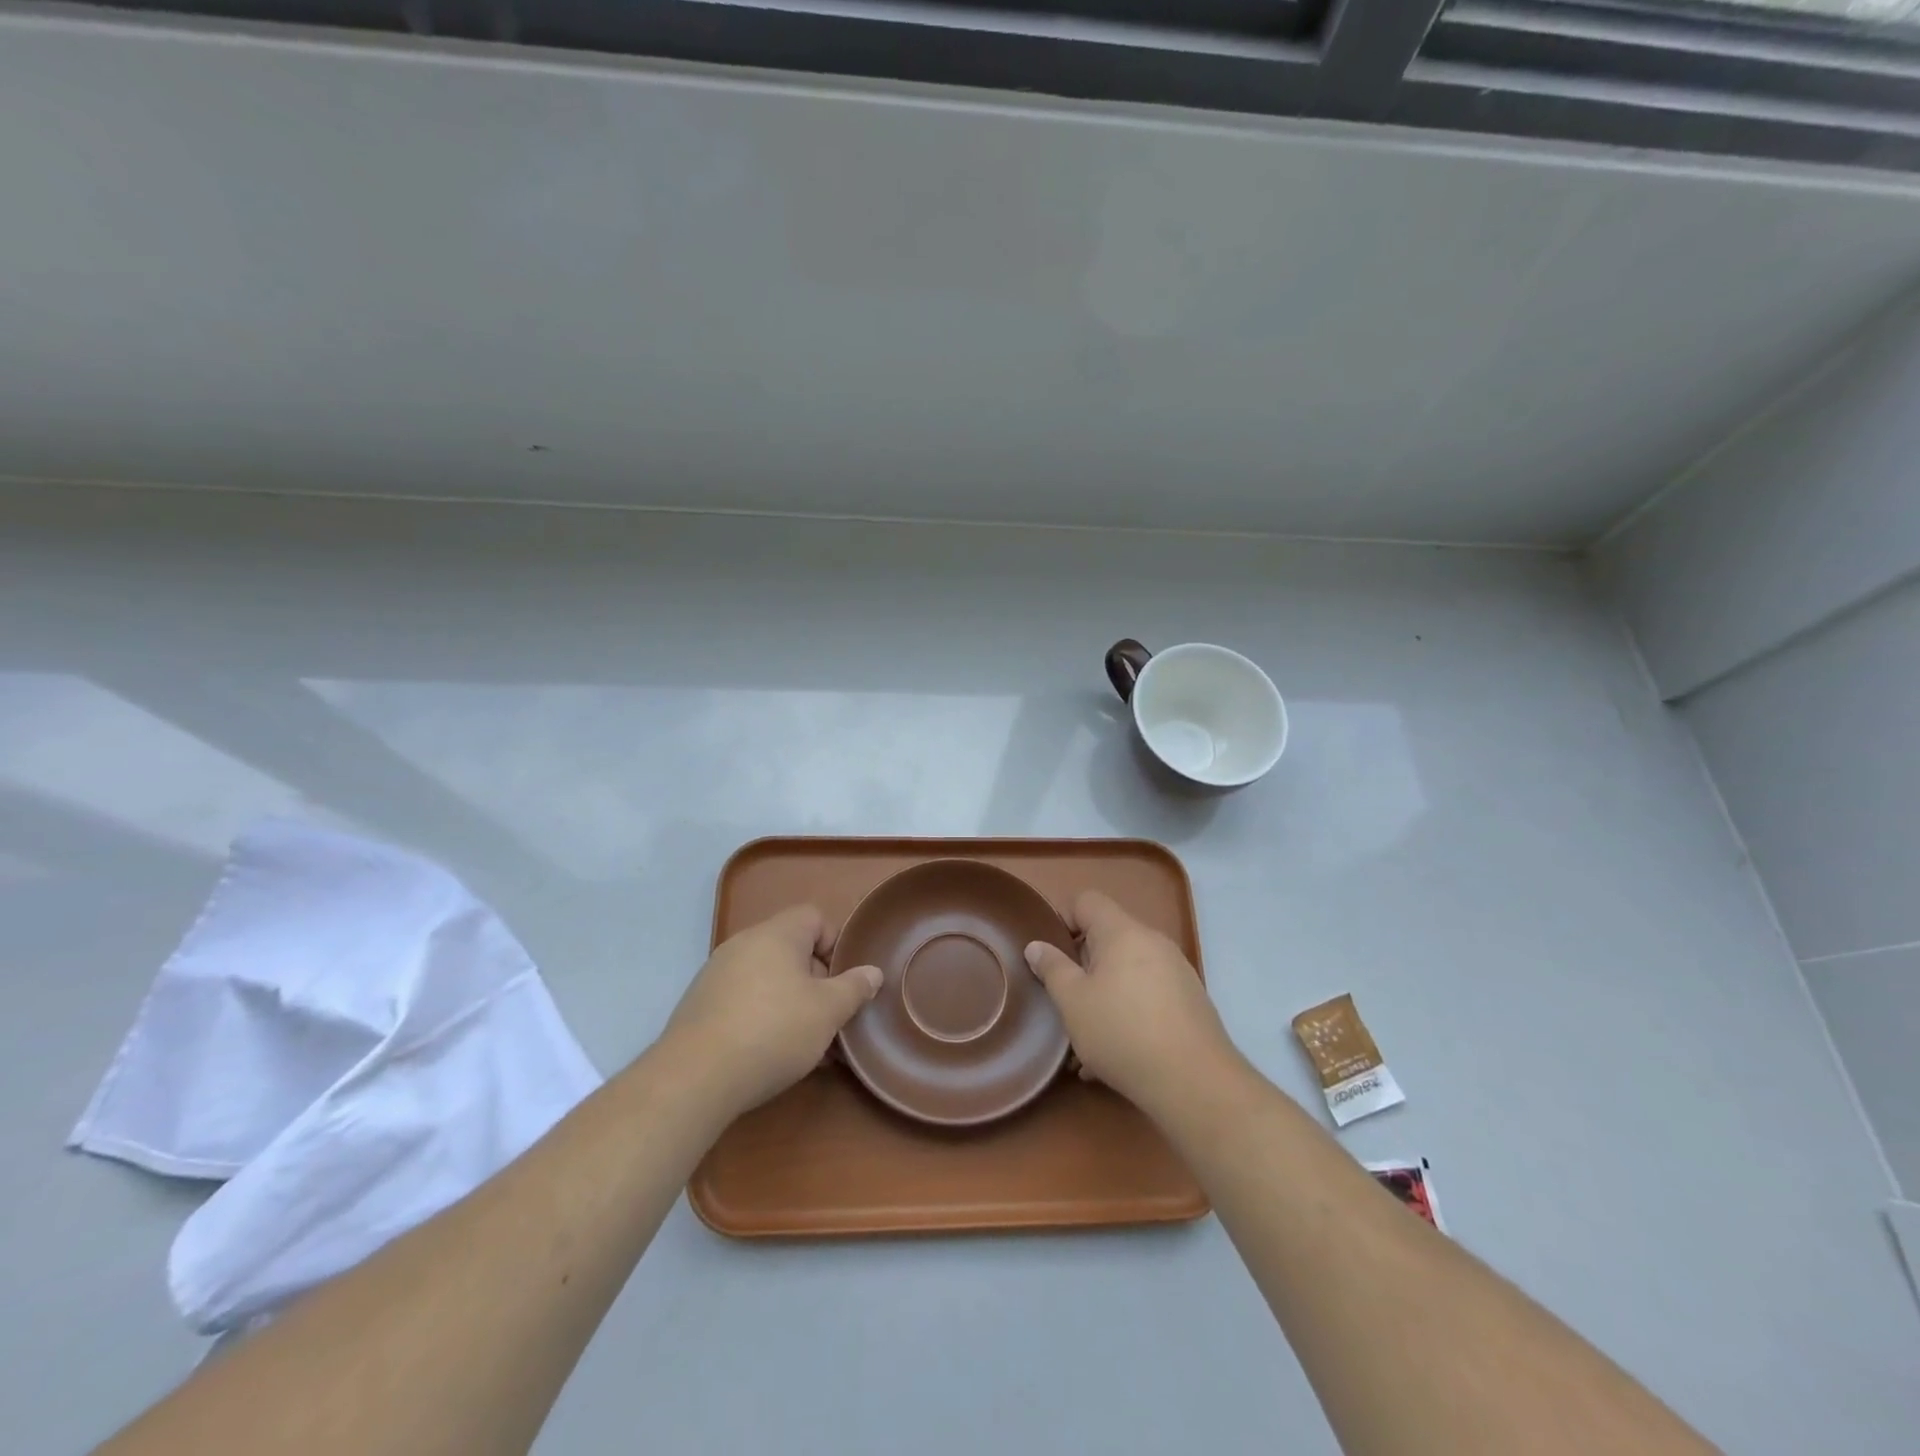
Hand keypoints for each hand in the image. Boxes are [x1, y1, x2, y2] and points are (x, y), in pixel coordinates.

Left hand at [661, 905, 881, 1117]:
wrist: (695, 1078)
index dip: (835, 944)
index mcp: (776, 934)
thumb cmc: (773, 1031)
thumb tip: (872, 972)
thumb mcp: (828, 1011)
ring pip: (769, 979)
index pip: (814, 917)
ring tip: (808, 1046)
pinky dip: (763, 1018)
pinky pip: (744, 1001)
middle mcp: (744, 944)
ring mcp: (717, 974)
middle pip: (792, 950)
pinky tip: (773, 1056)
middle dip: (816, 982)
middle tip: (830, 1018)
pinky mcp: (700, 1006)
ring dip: (792, 1004)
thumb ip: (854, 988)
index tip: (843, 981)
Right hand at [1024, 891, 1237, 1117]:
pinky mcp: (1190, 1001)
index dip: (1064, 920)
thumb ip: (1052, 969)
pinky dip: (1128, 1012)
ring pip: (1127, 971)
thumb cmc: (1123, 1032)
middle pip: (1108, 937)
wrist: (1195, 1082)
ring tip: (1087, 1038)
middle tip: (1067, 999)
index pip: (1087, 901)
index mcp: (1122, 932)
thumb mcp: (1073, 1002)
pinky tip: (1115, 1055)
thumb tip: (1036, 946)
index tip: (1053, 957)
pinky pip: (1148, 994)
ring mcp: (1176, 971)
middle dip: (1083, 965)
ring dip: (1104, 994)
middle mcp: (1153, 941)